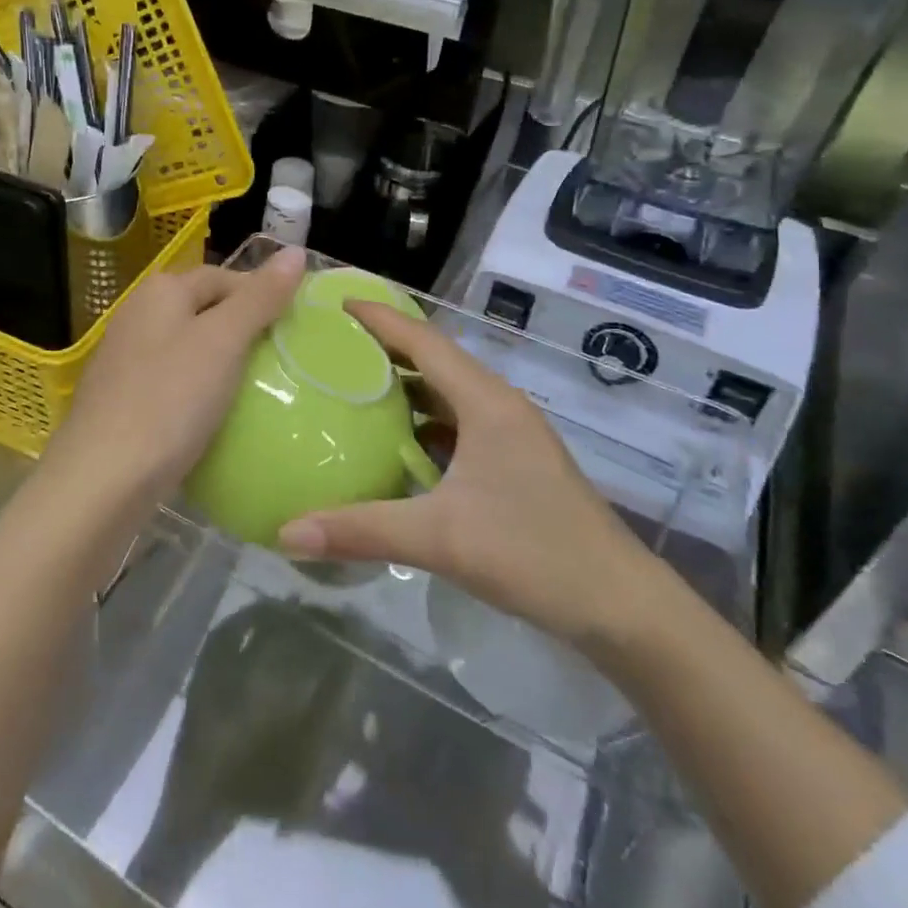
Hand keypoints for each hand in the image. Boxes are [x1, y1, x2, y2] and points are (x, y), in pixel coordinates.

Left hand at [44, 245, 306, 514]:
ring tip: (260, 389)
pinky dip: (200, 392)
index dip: (261, 295)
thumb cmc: (169, 400)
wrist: (101, 481)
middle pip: (205, 311)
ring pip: (189, 349)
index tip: (295, 327)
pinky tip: (217, 418)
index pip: (224, 277)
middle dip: (244, 330)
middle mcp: (138, 315)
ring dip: (223, 363)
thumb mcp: (223, 342)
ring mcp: (126, 360)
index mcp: (161, 291)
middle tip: (284, 360)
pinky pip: (174, 383)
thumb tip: (295, 252)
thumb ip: (260, 297)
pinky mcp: (123, 400)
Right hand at [277, 301, 667, 651]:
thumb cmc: (535, 554)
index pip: (424, 341)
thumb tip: (286, 532)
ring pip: (447, 392)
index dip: (380, 317)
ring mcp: (509, 434)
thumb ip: (361, 530)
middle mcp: (498, 405)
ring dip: (405, 384)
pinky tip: (395, 442)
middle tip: (332, 343)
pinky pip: (457, 422)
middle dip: (385, 345)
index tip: (336, 303)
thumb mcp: (440, 539)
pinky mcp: (513, 461)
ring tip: (353, 385)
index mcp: (485, 402)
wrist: (621, 605)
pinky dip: (423, 420)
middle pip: (434, 358)